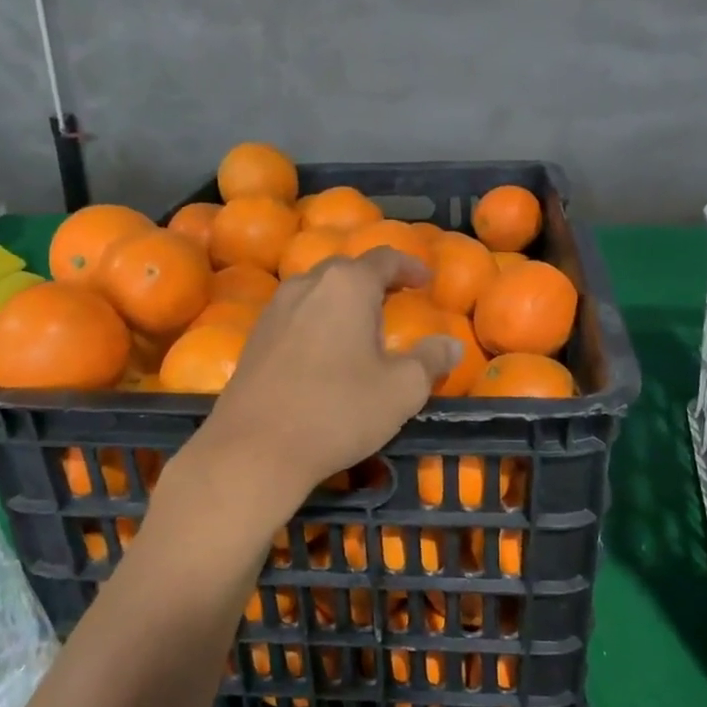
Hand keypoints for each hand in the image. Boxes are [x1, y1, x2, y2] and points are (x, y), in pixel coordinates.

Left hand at [188, 247, 460, 510]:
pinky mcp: (255, 339)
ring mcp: (275, 310)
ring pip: (317, 292)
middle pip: (346, 270)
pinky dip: (318, 322)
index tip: (425, 279)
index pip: (384, 259)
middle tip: (395, 300)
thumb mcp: (402, 390)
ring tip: (360, 327)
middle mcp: (307, 285)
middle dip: (374, 281)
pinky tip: (325, 352)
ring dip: (342, 302)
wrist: (254, 448)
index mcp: (347, 286)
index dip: (409, 266)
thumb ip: (431, 360)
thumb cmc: (338, 410)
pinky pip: (296, 316)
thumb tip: (452, 345)